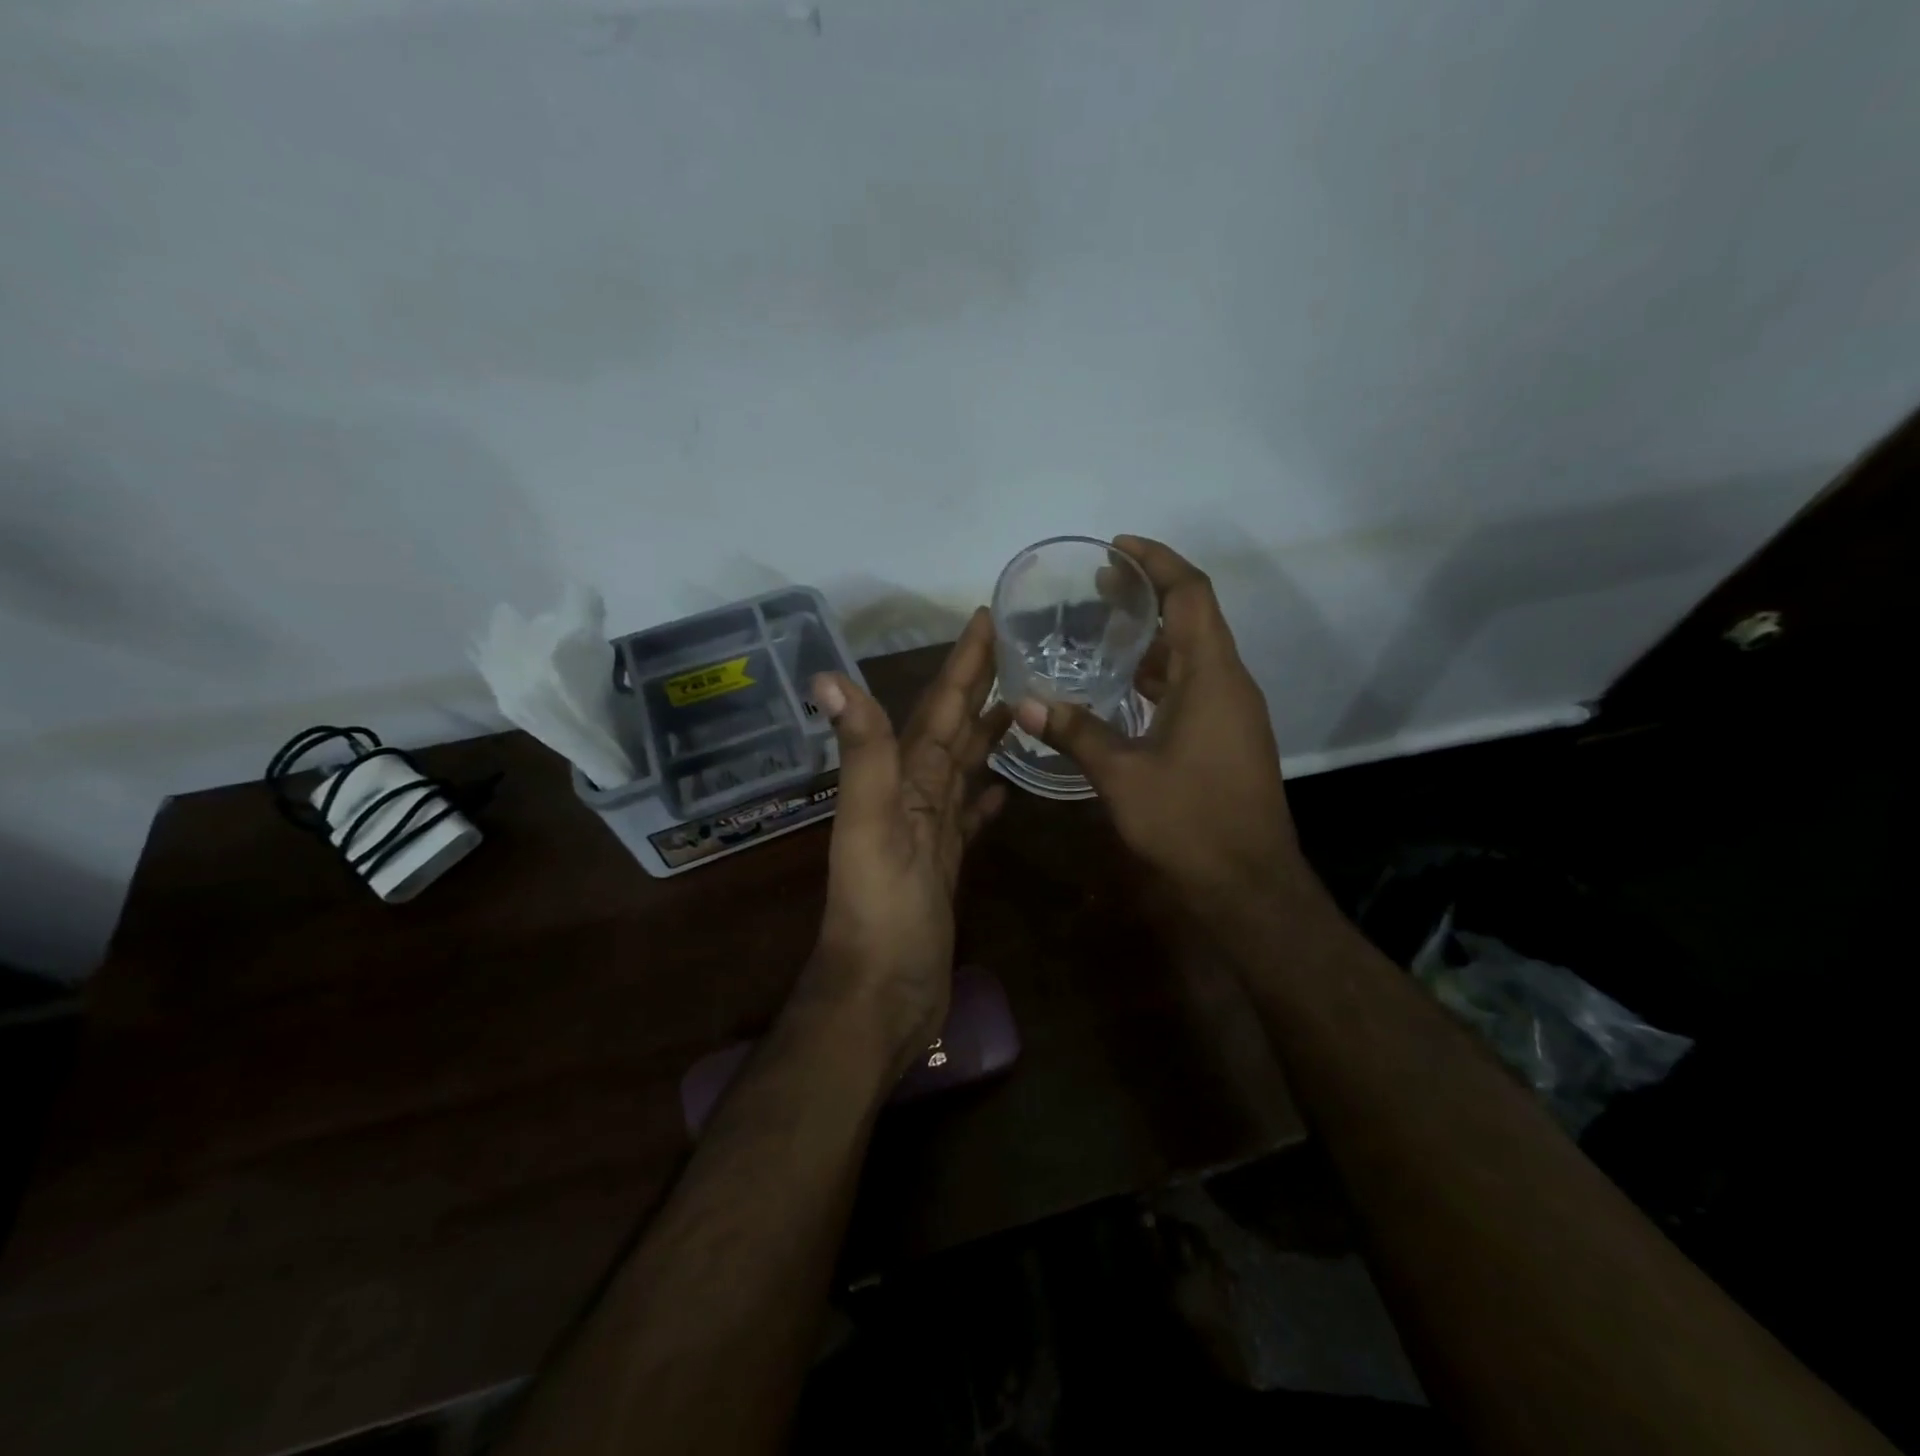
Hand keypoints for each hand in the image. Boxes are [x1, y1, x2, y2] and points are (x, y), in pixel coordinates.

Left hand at [807, 608, 1011, 1075]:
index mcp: (901, 779)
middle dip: (978, 687)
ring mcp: (930, 832)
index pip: (937, 708)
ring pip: (962, 768)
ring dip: (984, 735)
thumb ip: (861, 754)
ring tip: (1018, 706)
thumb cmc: (880, 909)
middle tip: (1015, 649)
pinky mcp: (946, 865)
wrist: (881, 992)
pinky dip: (984, 798)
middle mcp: (914, 796)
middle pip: (951, 729)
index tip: (986, 618)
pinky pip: (968, 818)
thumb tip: (828, 676)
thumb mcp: (870, 825)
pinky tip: (1003, 787)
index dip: (961, 663)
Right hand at [1014, 536, 1313, 911]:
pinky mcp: (1229, 739)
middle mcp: (1230, 684)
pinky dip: (1162, 676)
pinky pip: (1196, 687)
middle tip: (1100, 586)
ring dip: (1156, 638)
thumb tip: (1027, 704)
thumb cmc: (1190, 822)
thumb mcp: (1123, 775)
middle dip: (1150, 595)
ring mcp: (1234, 714)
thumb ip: (1076, 733)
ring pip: (1195, 656)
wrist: (1249, 885)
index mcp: (1213, 677)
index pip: (1191, 595)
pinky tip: (1126, 690)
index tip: (1117, 548)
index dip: (1158, 562)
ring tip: (1106, 630)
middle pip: (1195, 618)